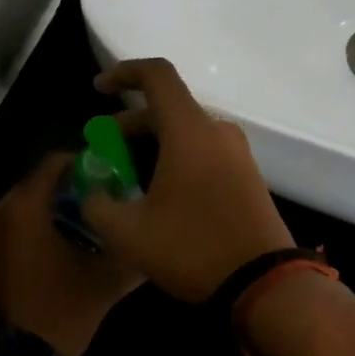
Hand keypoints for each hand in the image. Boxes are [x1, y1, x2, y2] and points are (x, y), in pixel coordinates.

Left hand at [0, 152, 142, 355]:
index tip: (102, 178)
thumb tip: (151, 243)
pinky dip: (18, 243)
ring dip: (37, 221)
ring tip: (66, 240)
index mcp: (23, 209)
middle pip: (31, 189)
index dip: (80, 164)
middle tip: (89, 210)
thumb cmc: (58, 313)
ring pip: (13, 216)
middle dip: (60, 195)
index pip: (52, 164)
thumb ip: (130, 256)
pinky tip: (39, 265)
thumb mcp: (104, 284)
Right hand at [83, 59, 295, 302]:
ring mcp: (236, 152)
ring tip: (125, 173)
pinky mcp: (246, 174)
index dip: (123, 73)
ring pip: (185, 131)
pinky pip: (203, 149)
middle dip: (129, 122)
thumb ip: (97, 204)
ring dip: (151, 142)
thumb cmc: (192, 249)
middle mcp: (216, 131)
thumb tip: (90, 191)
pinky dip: (175, 155)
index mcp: (189, 130)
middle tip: (102, 148)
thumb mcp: (128, 233)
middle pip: (167, 107)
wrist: (264, 282)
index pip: (157, 75)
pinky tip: (158, 190)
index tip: (98, 89)